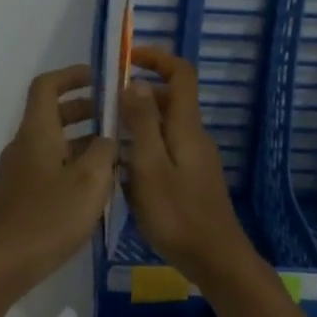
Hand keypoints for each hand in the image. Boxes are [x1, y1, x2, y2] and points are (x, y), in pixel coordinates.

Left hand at [0, 64, 118, 290]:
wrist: (5, 263)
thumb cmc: (50, 218)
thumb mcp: (90, 182)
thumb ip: (105, 151)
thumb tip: (108, 138)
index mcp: (37, 133)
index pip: (47, 86)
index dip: (72, 75)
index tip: (100, 78)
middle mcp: (24, 145)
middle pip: (53, 114)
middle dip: (86, 109)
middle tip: (119, 117)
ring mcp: (20, 171)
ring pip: (54, 142)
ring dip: (84, 140)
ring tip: (118, 152)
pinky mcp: (22, 194)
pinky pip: (50, 165)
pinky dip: (74, 162)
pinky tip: (98, 185)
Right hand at [120, 46, 259, 285]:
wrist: (215, 259)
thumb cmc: (178, 214)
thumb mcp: (150, 167)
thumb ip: (142, 123)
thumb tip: (134, 81)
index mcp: (187, 127)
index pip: (181, 74)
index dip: (156, 58)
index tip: (125, 59)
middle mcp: (194, 136)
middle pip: (169, 100)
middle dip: (136, 95)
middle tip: (101, 107)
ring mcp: (195, 159)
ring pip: (164, 128)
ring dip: (136, 125)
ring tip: (103, 139)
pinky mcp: (191, 179)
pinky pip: (165, 151)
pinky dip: (143, 149)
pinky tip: (121, 172)